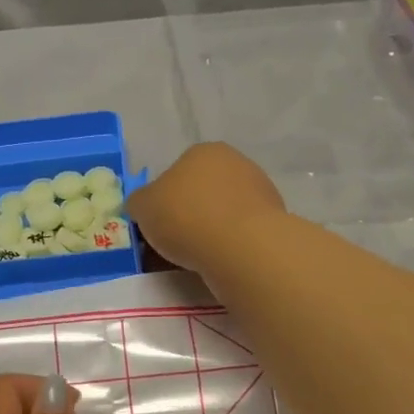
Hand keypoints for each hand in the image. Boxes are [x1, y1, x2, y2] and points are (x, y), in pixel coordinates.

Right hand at [129, 143, 286, 273]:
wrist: (241, 247)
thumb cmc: (185, 216)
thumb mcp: (142, 206)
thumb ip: (139, 202)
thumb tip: (143, 205)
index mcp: (203, 151)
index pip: (176, 172)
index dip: (162, 200)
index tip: (156, 224)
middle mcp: (236, 163)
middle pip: (201, 192)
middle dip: (187, 215)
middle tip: (171, 243)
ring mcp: (260, 190)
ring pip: (221, 213)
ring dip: (208, 231)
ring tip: (193, 259)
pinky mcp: (274, 220)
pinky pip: (239, 232)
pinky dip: (227, 245)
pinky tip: (217, 262)